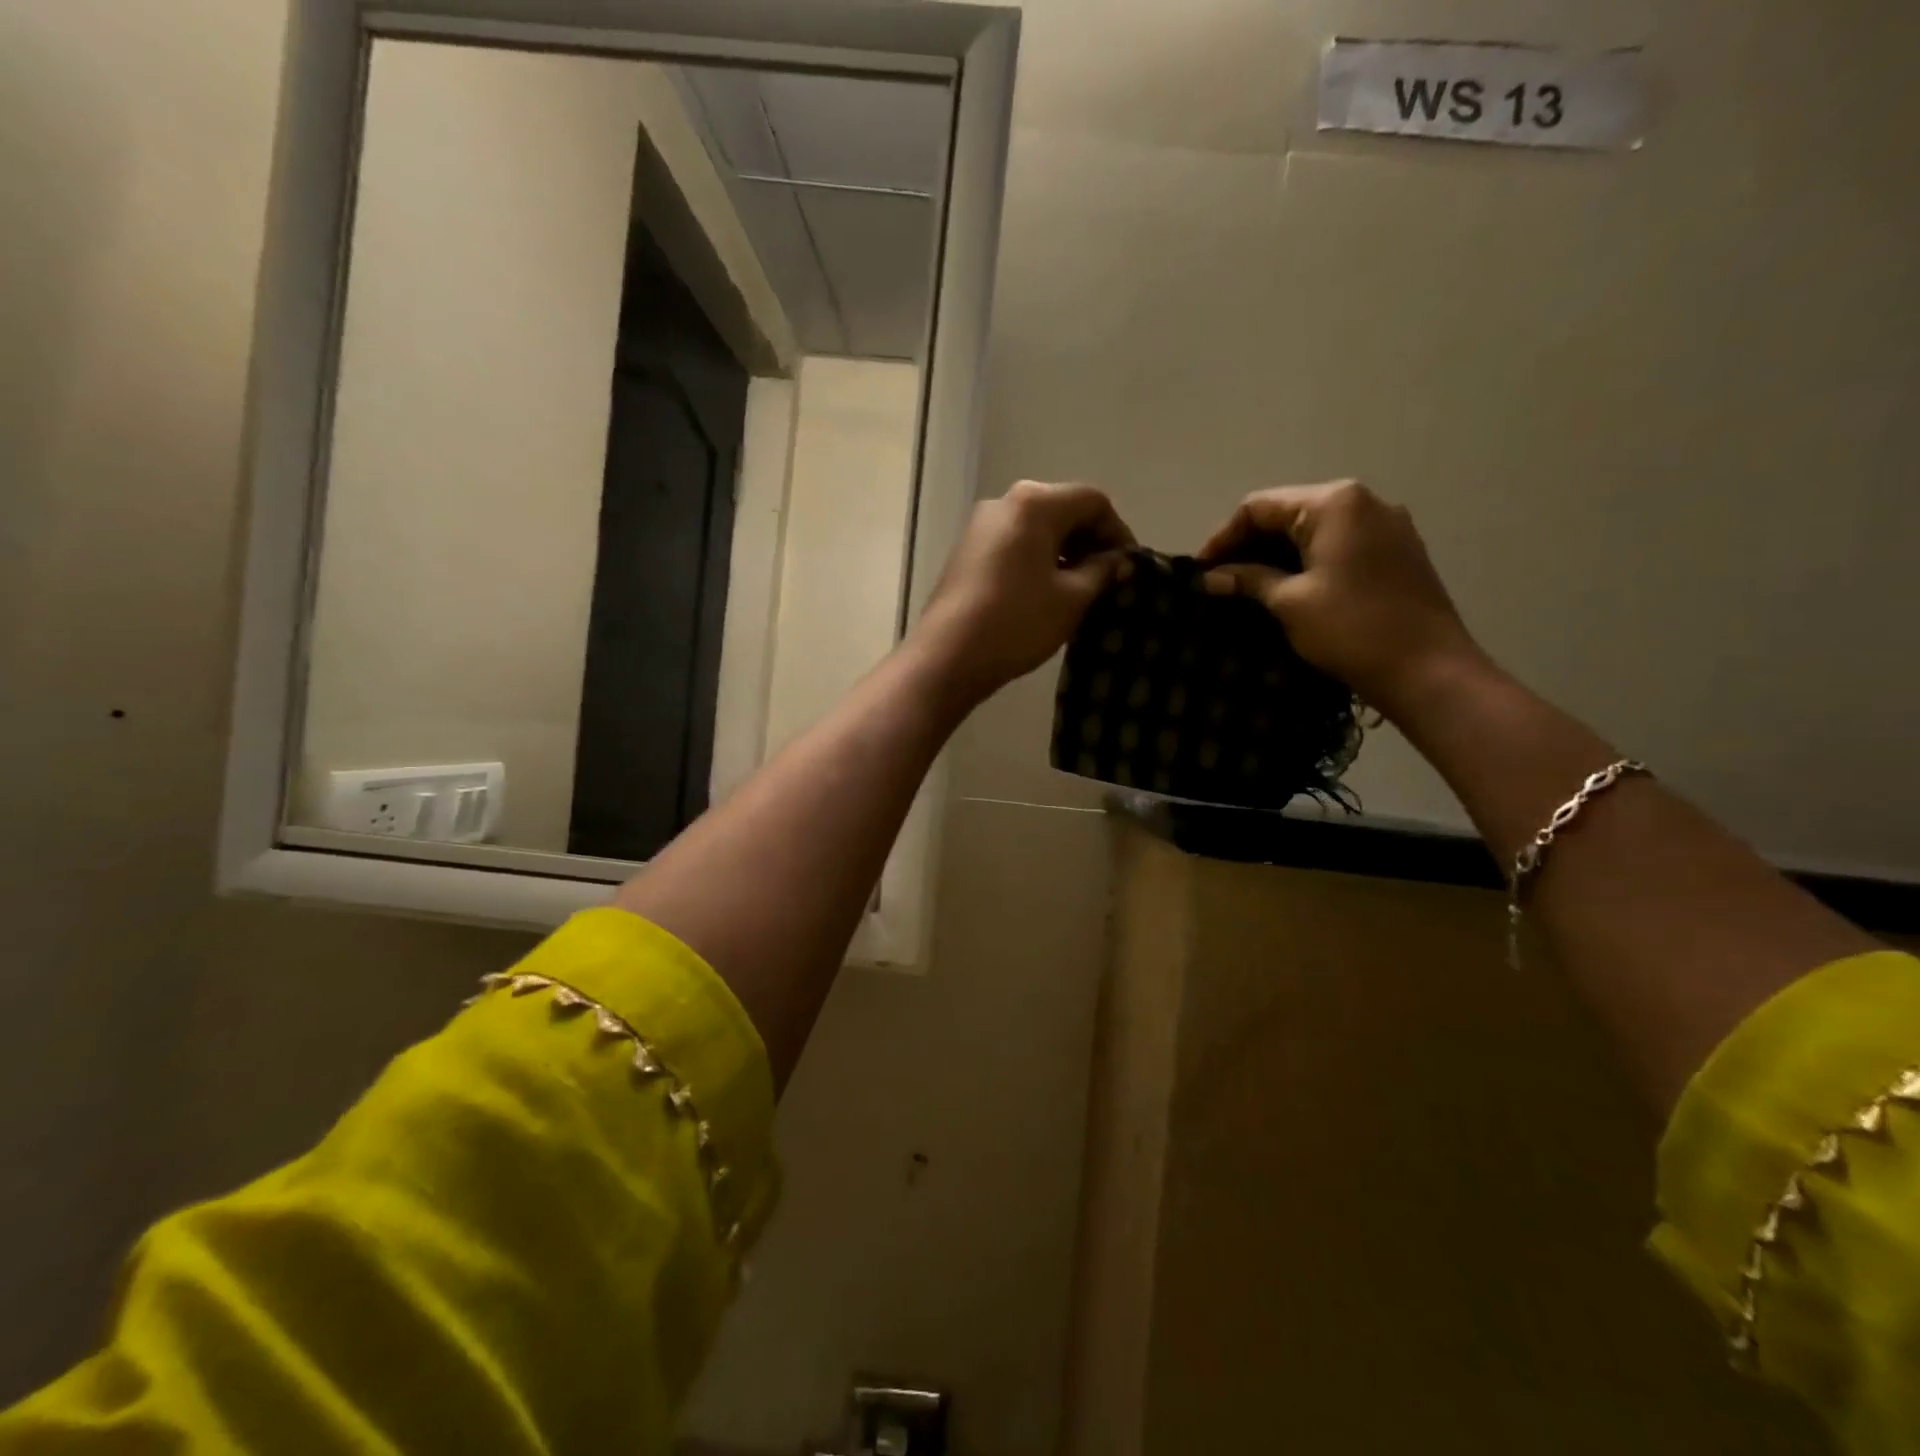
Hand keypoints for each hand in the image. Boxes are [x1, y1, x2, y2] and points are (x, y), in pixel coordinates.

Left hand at [912, 480, 1133, 708]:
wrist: (948, 656)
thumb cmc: (1017, 622)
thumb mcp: (1072, 599)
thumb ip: (1102, 571)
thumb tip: (1117, 560)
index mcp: (1034, 503)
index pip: (1092, 501)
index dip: (1118, 532)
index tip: (1129, 567)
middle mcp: (1004, 502)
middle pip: (1062, 508)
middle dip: (1090, 540)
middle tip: (1107, 578)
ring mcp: (980, 525)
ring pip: (1037, 527)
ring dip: (1064, 551)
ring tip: (1080, 589)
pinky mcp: (967, 550)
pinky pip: (1014, 542)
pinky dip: (1038, 558)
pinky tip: (1046, 591)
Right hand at [1197, 480, 1484, 716]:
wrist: (1427, 669)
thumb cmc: (1351, 629)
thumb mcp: (1289, 602)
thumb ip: (1249, 580)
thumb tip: (1211, 578)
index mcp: (1334, 503)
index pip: (1259, 507)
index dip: (1223, 537)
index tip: (1200, 571)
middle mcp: (1363, 501)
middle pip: (1288, 513)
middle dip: (1249, 545)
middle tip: (1219, 580)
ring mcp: (1385, 525)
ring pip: (1313, 530)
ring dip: (1276, 554)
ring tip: (1246, 587)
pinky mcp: (1396, 551)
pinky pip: (1338, 545)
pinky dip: (1306, 561)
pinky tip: (1286, 588)